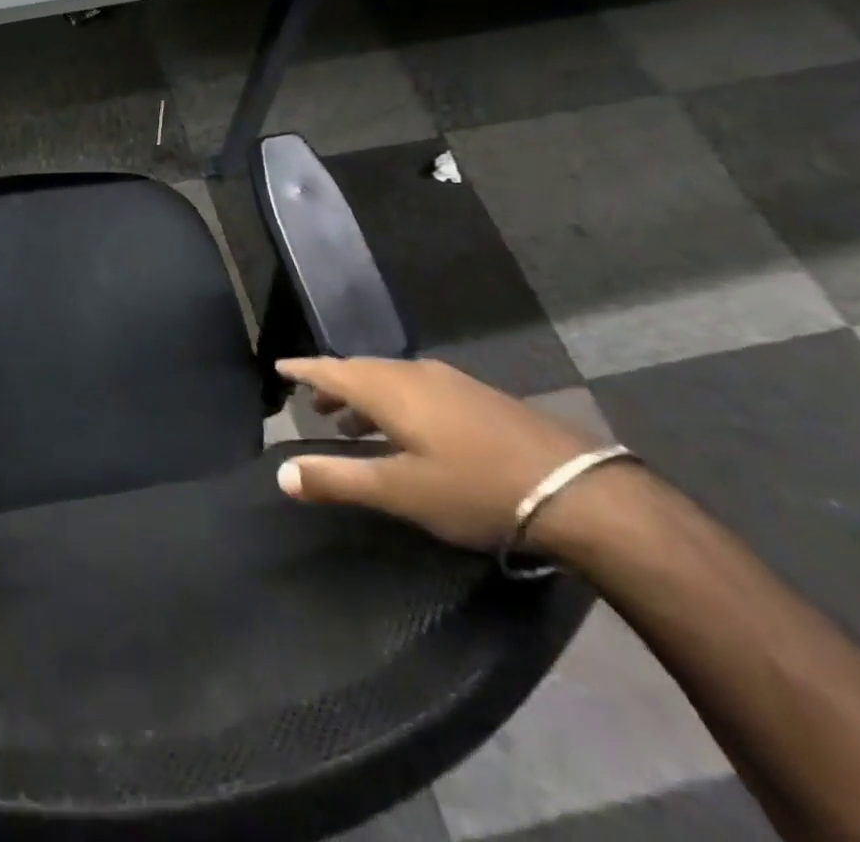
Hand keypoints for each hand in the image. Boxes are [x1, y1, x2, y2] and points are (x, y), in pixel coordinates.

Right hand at [274, 357, 591, 550]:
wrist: (579, 491)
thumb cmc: (475, 489)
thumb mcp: (399, 492)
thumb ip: (338, 479)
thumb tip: (281, 473)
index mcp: (388, 389)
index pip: (330, 370)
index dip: (302, 370)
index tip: (279, 367)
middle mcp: (414, 374)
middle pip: (360, 371)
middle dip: (333, 385)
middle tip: (314, 404)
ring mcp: (451, 382)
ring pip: (392, 379)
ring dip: (366, 396)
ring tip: (354, 422)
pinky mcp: (478, 397)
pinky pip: (418, 388)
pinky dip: (396, 401)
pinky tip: (409, 429)